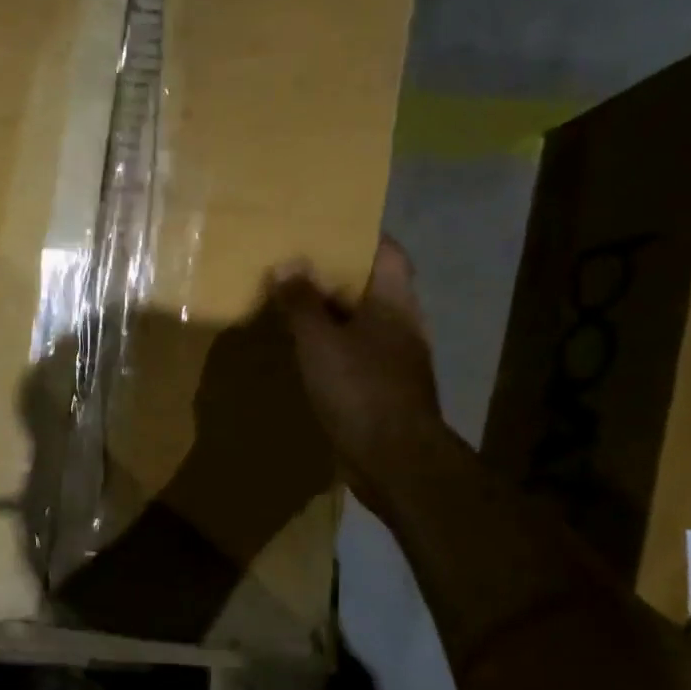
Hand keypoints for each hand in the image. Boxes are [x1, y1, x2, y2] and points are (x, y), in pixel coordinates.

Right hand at [270, 236, 446, 513]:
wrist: (395, 460)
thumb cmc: (360, 389)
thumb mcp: (320, 341)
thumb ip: (302, 302)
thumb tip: (288, 262)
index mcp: (394, 303)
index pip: (388, 252)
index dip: (361, 236)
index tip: (327, 229)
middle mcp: (402, 325)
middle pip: (373, 287)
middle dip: (337, 276)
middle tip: (296, 267)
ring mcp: (397, 360)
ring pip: (363, 323)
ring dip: (333, 315)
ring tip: (294, 308)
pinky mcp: (385, 390)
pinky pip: (357, 356)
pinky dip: (334, 348)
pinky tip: (307, 355)